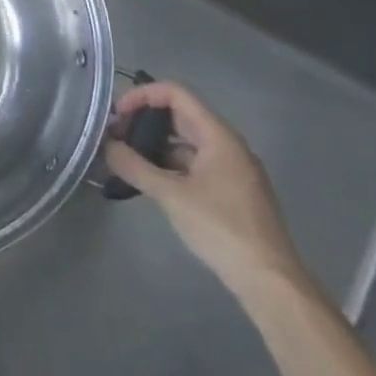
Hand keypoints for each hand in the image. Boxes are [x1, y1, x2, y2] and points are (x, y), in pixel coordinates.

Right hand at [105, 82, 306, 298]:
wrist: (269, 281)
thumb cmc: (221, 228)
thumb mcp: (171, 195)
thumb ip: (134, 166)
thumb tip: (106, 146)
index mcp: (218, 136)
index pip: (176, 94)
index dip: (142, 96)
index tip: (116, 115)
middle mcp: (227, 146)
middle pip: (179, 116)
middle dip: (143, 121)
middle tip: (114, 137)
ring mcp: (231, 169)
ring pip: (184, 142)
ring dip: (153, 145)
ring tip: (124, 159)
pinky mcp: (229, 191)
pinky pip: (193, 164)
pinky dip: (167, 164)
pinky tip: (147, 181)